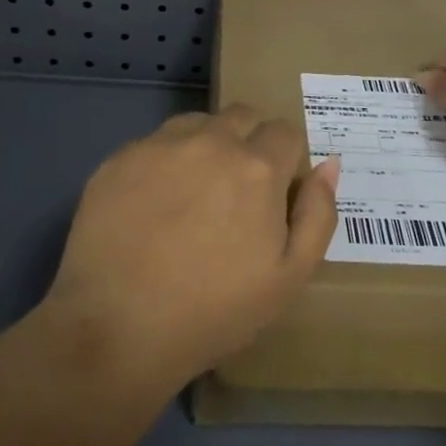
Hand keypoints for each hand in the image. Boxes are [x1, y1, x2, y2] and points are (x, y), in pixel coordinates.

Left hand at [45, 107, 339, 386]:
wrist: (117, 330)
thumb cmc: (214, 311)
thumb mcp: (290, 277)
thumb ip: (318, 214)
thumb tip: (328, 164)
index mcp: (257, 167)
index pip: (286, 132)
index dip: (287, 161)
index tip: (275, 195)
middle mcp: (210, 141)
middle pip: (243, 116)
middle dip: (250, 142)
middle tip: (237, 192)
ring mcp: (159, 145)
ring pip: (198, 124)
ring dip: (207, 145)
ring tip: (194, 195)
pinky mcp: (119, 158)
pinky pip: (154, 143)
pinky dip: (164, 162)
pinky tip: (153, 206)